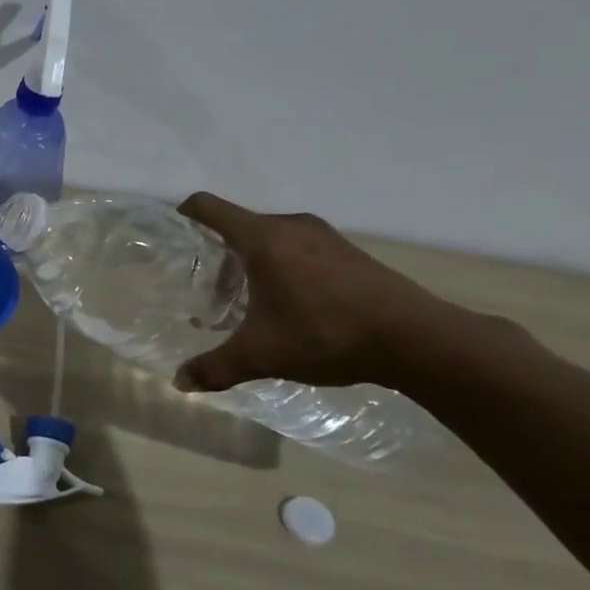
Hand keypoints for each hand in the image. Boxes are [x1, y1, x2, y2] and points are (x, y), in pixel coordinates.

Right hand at [172, 193, 458, 393]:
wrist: (418, 339)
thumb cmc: (326, 335)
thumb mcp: (261, 355)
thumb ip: (215, 367)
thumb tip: (179, 383)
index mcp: (262, 238)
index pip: (209, 207)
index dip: (184, 214)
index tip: (172, 236)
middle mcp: (291, 226)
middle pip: (238, 224)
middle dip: (217, 252)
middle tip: (208, 289)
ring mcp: (324, 236)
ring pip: (270, 236)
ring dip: (251, 260)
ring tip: (247, 299)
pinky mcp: (348, 251)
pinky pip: (298, 246)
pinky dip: (282, 265)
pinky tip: (290, 303)